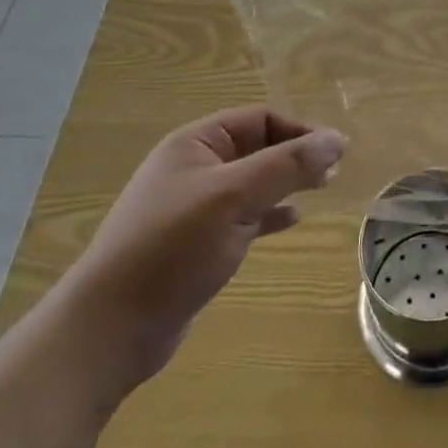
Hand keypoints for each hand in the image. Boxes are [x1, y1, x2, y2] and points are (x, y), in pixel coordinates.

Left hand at [58, 107, 344, 396]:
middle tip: (334, 173)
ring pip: (252, 183)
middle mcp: (194, 167)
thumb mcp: (235, 197)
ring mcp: (193, 207)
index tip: (337, 152)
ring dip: (286, 183)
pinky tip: (292, 221)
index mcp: (195, 143)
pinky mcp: (196, 243)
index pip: (260, 119)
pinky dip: (269, 214)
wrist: (110, 329)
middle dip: (296, 156)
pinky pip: (243, 216)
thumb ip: (288, 165)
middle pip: (257, 148)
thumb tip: (338, 139)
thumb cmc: (172, 248)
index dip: (300, 131)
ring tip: (322, 190)